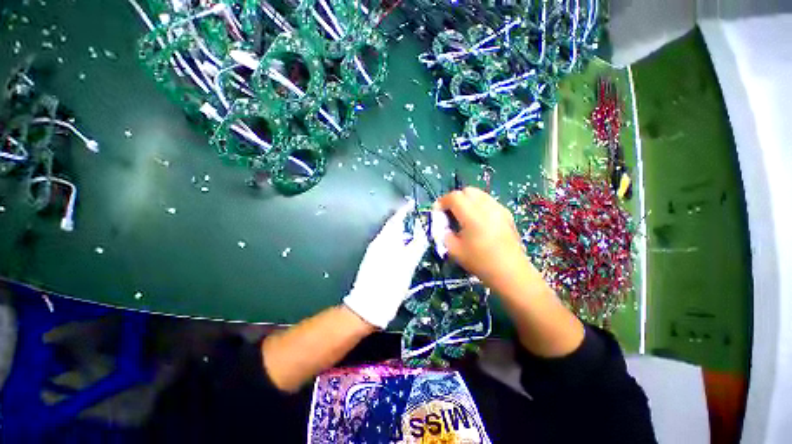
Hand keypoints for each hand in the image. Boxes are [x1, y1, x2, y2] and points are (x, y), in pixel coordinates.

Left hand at [343, 200, 428, 328]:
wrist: (369, 306)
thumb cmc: (389, 283)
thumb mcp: (407, 264)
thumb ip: (417, 244)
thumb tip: (425, 228)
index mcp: (385, 240)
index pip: (396, 219)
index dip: (405, 210)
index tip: (414, 203)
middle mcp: (378, 242)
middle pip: (393, 226)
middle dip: (405, 220)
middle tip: (420, 218)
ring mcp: (375, 252)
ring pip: (391, 235)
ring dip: (403, 230)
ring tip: (416, 229)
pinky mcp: (375, 260)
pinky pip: (389, 245)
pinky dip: (399, 241)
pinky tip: (406, 246)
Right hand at [435, 187, 533, 294]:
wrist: (511, 272)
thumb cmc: (481, 263)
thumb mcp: (454, 250)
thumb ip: (444, 234)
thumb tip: (442, 224)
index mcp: (473, 216)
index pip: (454, 197)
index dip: (442, 201)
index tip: (437, 212)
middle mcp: (487, 207)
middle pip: (467, 191)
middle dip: (455, 199)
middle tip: (450, 213)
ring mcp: (499, 209)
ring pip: (479, 194)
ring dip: (467, 200)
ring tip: (464, 216)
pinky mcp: (507, 214)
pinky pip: (488, 201)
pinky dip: (479, 205)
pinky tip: (478, 220)